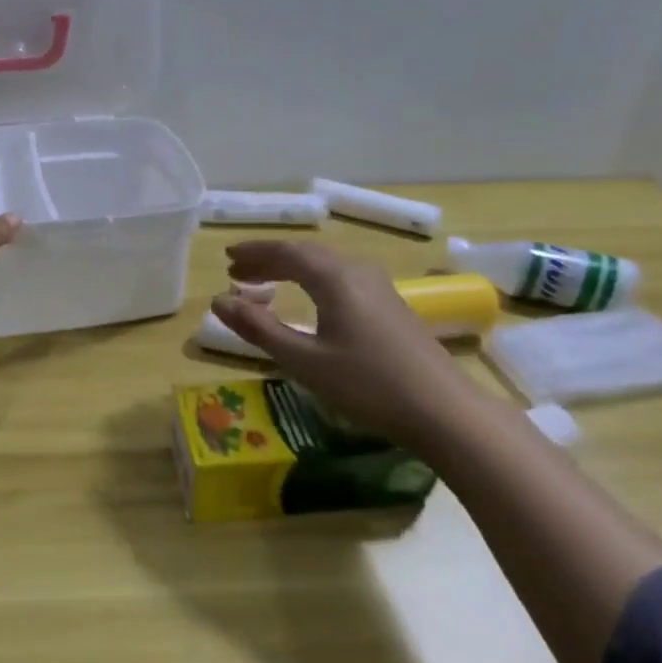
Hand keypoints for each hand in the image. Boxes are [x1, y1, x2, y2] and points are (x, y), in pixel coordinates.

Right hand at [210, 241, 478, 449]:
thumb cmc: (367, 385)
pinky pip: (341, 279)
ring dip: (291, 269)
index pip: (286, 252)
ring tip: (265, 283)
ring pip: (326, 265)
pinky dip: (313, 281)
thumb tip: (218, 302)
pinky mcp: (391, 306)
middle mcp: (358, 272)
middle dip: (269, 259)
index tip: (227, 258)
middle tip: (238, 271)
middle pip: (307, 254)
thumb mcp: (304, 361)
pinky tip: (308, 300)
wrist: (443, 410)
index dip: (254, 253)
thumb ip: (259, 329)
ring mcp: (379, 288)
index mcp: (335, 278)